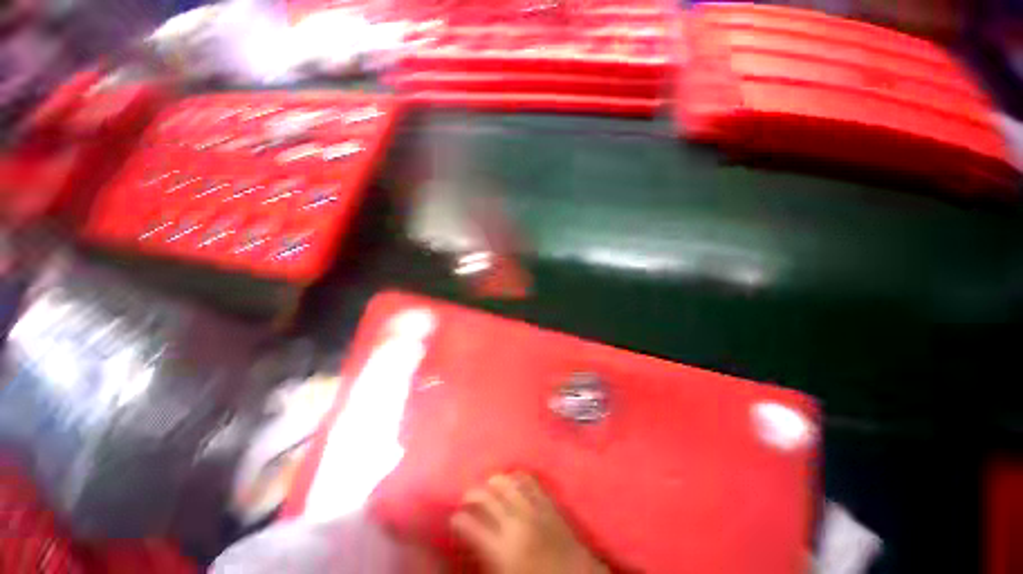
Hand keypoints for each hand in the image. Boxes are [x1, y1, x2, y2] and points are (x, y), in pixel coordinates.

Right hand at [450, 473, 607, 573]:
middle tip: (466, 498)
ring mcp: (534, 510)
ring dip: (495, 481)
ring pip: (508, 483)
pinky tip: (512, 478)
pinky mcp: (548, 503)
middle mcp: (516, 524)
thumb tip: (473, 543)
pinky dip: (518, 476)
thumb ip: (487, 560)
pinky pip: (530, 481)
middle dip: (473, 494)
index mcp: (502, 551)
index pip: (472, 527)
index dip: (459, 520)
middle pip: (488, 498)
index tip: (454, 518)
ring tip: (488, 485)